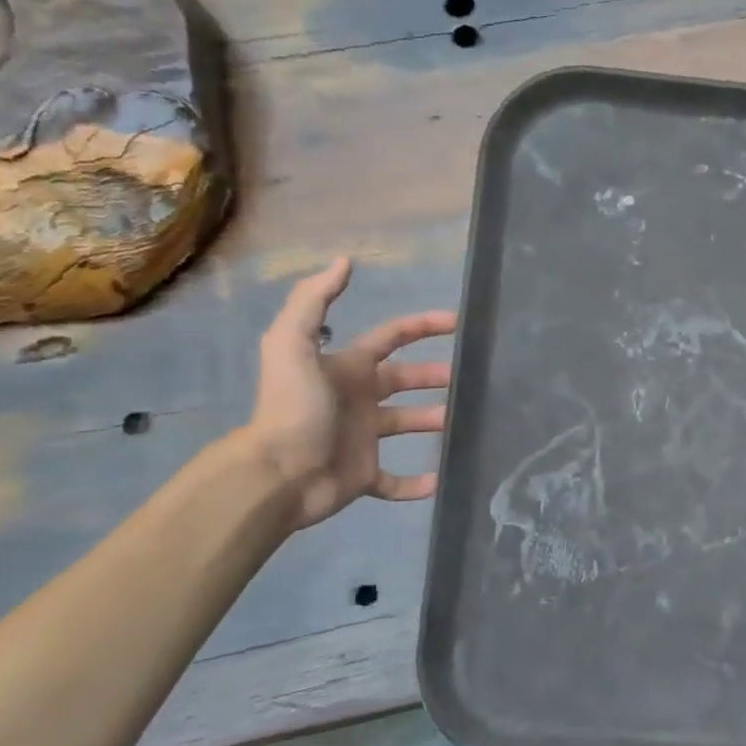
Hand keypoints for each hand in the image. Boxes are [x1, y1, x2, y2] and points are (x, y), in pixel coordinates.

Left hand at [240, 258, 455, 530]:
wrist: (276, 474)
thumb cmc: (292, 408)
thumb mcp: (292, 345)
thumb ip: (313, 300)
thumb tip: (344, 260)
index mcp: (347, 368)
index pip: (391, 338)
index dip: (422, 326)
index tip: (458, 322)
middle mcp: (357, 399)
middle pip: (404, 380)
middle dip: (434, 376)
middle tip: (470, 379)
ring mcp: (362, 439)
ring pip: (407, 425)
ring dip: (435, 422)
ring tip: (465, 424)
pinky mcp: (364, 477)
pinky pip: (396, 482)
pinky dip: (419, 484)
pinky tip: (444, 480)